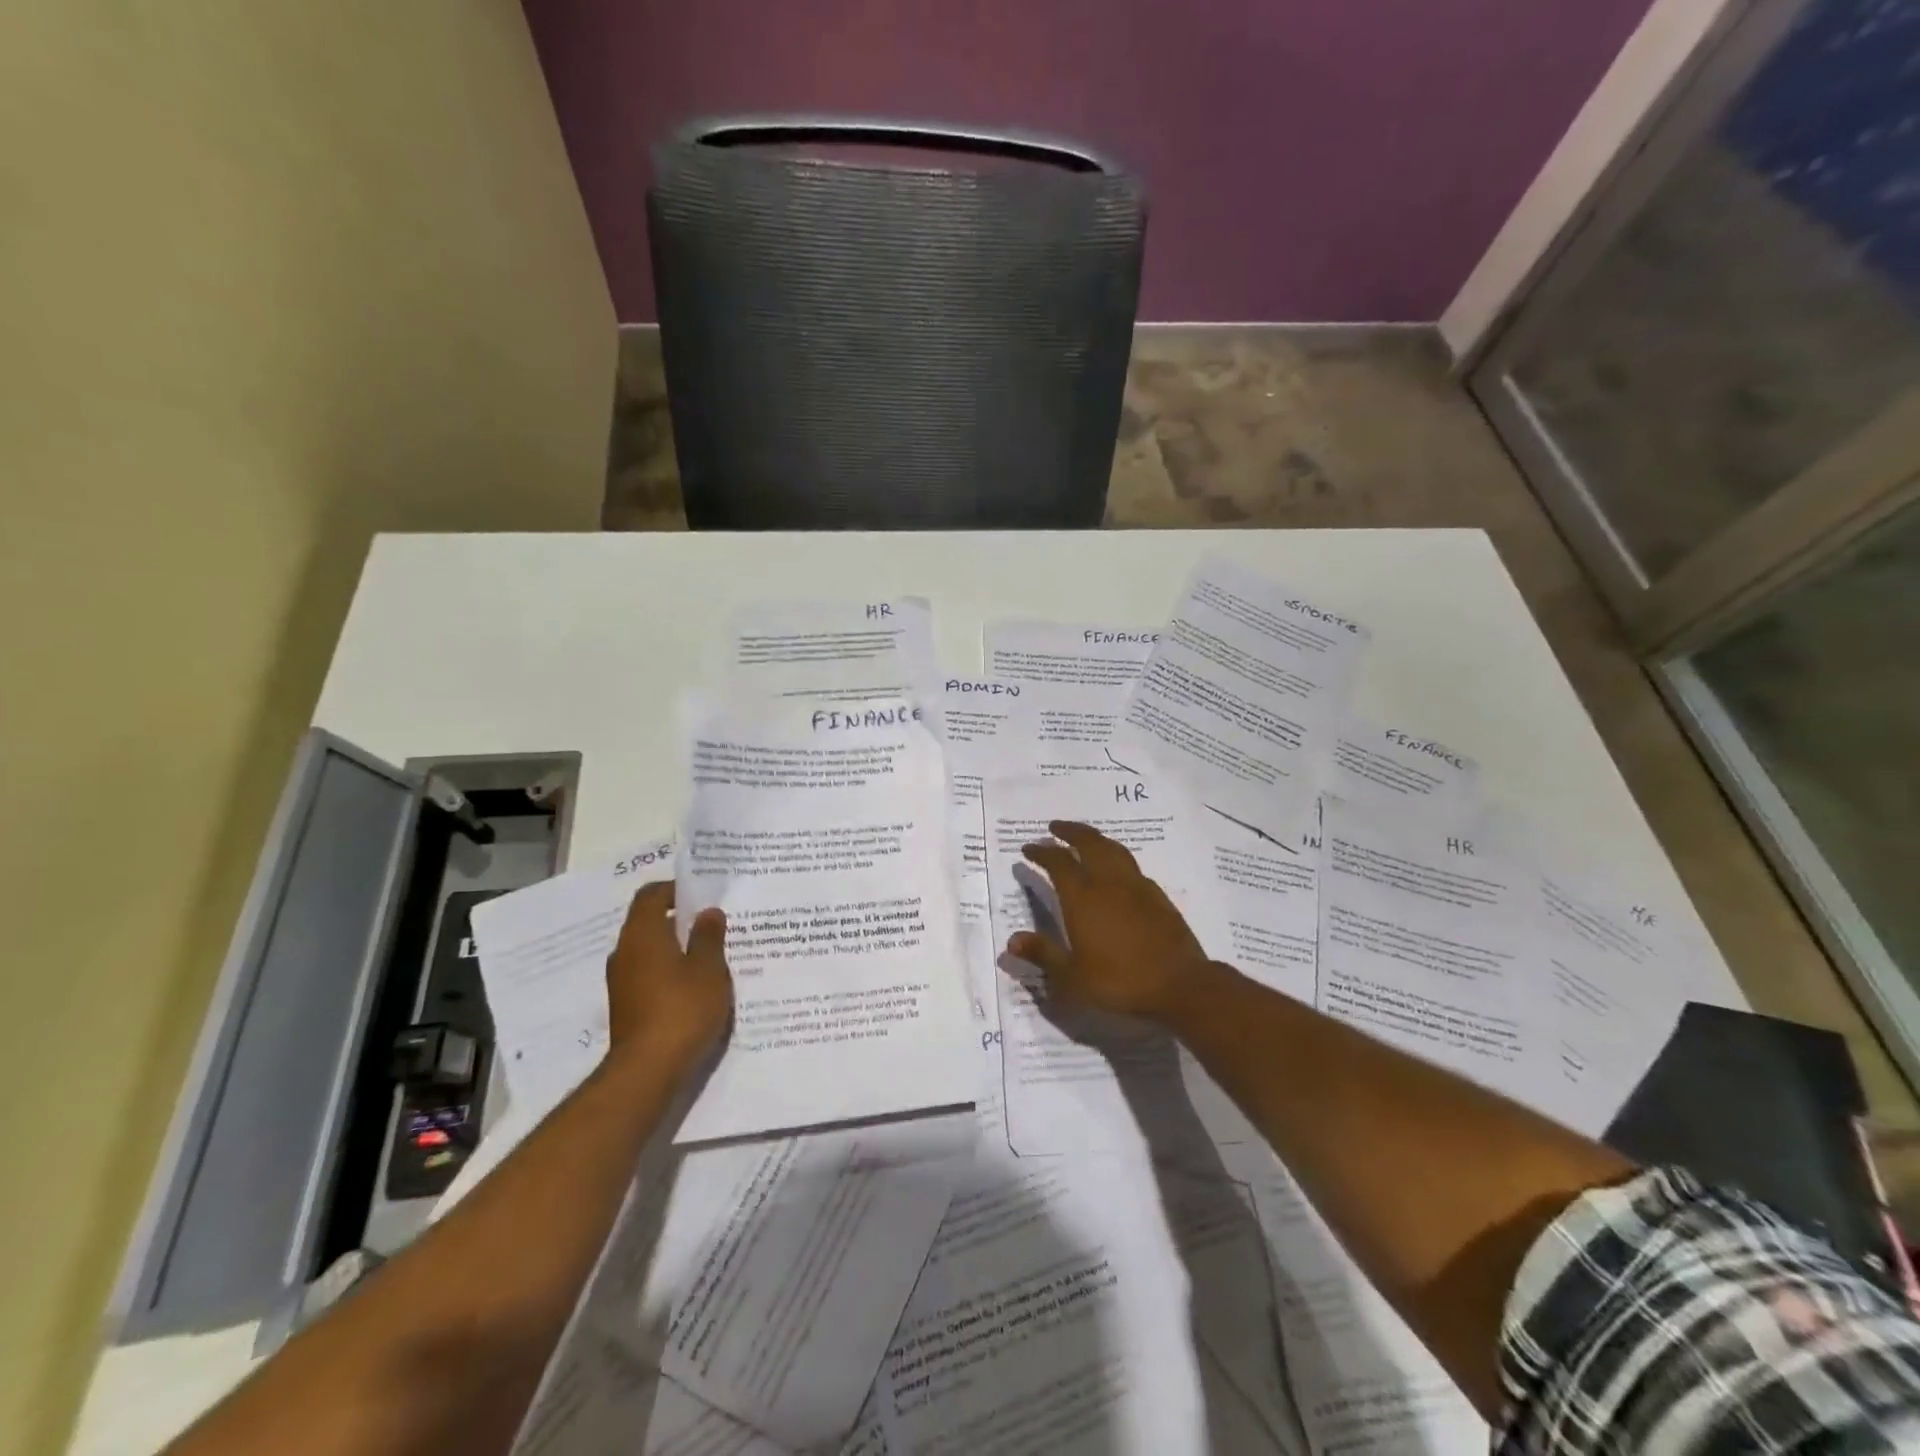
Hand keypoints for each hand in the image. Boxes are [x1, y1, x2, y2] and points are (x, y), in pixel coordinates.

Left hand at [603, 882, 731, 1076]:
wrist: (647, 1071)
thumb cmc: (682, 1009)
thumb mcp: (708, 969)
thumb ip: (708, 937)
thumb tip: (707, 912)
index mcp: (642, 935)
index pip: (651, 895)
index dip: (675, 889)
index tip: (702, 894)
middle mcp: (625, 953)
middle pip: (649, 923)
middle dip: (679, 920)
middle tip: (713, 923)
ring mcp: (622, 982)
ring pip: (650, 951)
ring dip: (676, 948)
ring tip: (710, 954)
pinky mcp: (627, 1007)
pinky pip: (649, 976)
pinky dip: (670, 972)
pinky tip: (696, 986)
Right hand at [1008, 821, 1214, 1024]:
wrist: (1180, 985)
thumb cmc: (1120, 982)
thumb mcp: (1073, 978)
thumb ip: (1043, 954)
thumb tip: (1012, 940)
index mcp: (1083, 898)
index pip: (1058, 863)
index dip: (1042, 852)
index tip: (1029, 848)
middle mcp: (1109, 883)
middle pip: (1089, 843)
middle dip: (1070, 831)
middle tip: (1055, 827)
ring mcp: (1137, 886)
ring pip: (1113, 849)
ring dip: (1095, 838)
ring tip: (1085, 838)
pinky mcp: (1157, 896)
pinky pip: (1131, 865)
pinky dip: (1116, 857)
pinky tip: (1116, 870)